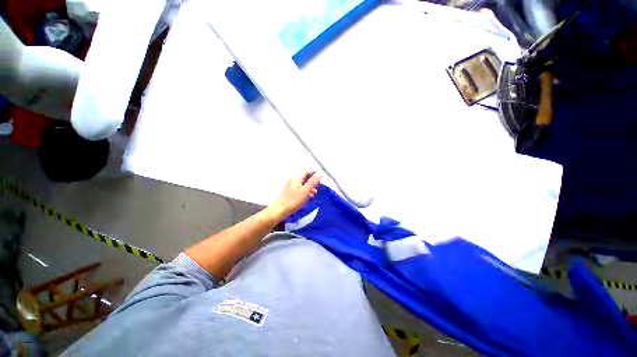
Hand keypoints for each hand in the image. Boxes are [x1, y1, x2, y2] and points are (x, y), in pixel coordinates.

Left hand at [270, 171, 321, 219]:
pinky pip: (298, 189)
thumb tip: (319, 174)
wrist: (280, 210)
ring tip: (313, 194)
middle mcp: (292, 180)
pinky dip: (303, 191)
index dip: (313, 173)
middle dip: (311, 182)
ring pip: (301, 185)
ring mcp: (289, 186)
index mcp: (296, 178)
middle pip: (303, 178)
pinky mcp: (288, 193)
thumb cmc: (294, 200)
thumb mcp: (305, 191)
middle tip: (317, 187)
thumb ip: (313, 182)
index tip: (319, 177)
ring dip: (308, 188)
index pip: (306, 172)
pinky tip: (306, 197)